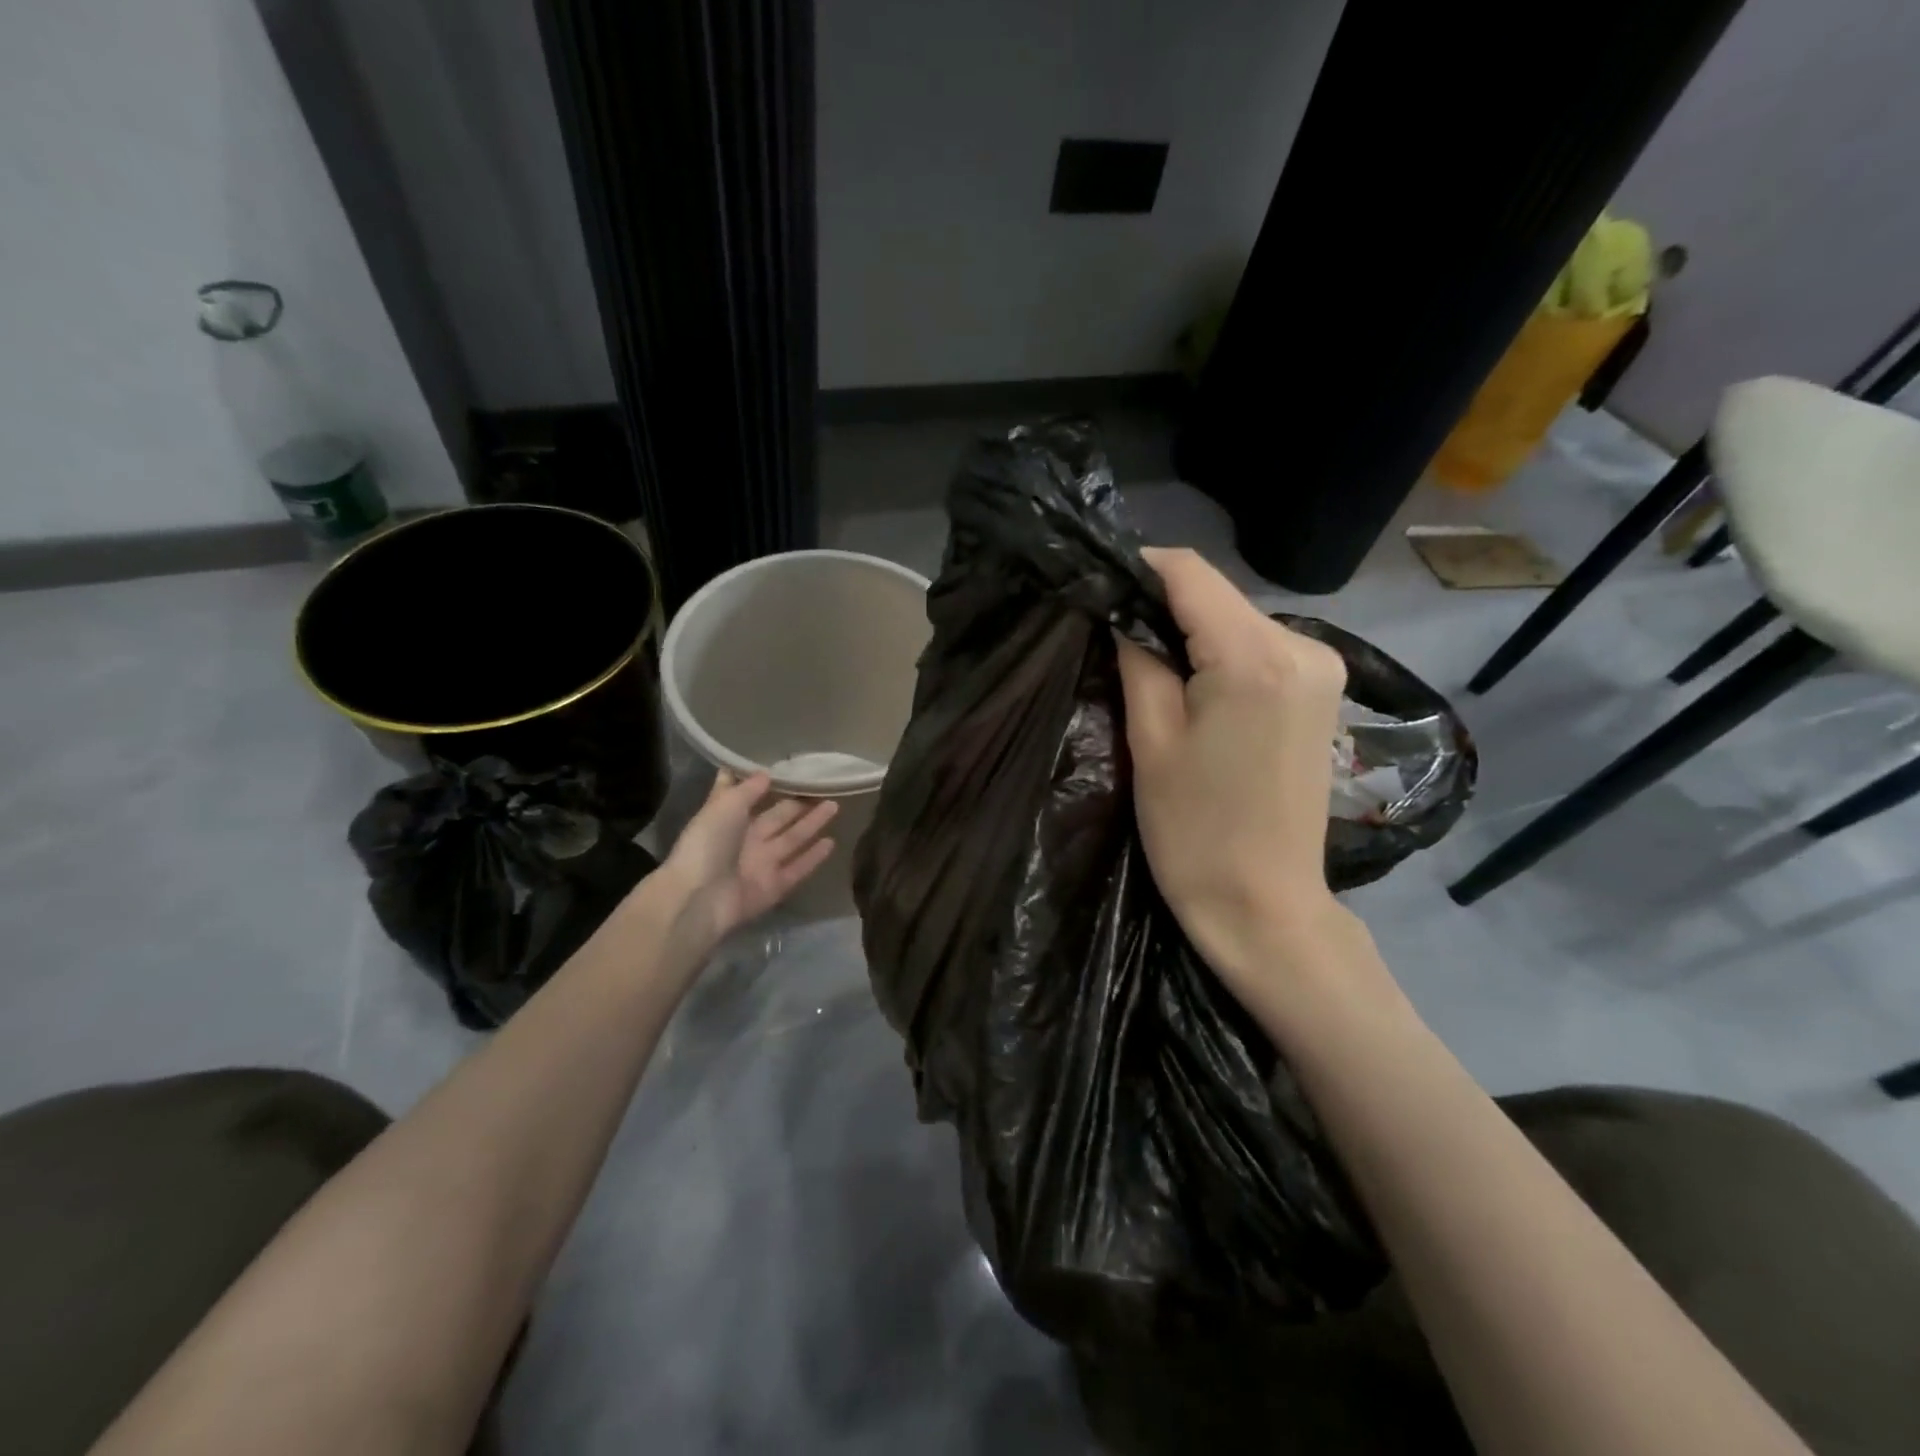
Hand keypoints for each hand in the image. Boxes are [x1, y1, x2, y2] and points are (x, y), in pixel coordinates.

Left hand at [658, 771, 837, 948]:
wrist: (699, 898)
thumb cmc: (707, 844)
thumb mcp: (724, 806)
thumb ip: (747, 789)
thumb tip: (766, 773)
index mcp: (729, 819)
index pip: (750, 797)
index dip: (767, 785)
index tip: (790, 768)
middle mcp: (746, 840)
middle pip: (778, 818)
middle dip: (798, 803)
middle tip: (823, 786)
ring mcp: (761, 865)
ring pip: (792, 839)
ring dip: (812, 824)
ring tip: (835, 806)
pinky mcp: (774, 887)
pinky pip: (798, 868)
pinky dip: (813, 857)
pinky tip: (831, 842)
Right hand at [1116, 547, 1359, 1000]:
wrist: (1265, 906)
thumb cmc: (1195, 832)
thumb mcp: (1151, 740)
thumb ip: (1138, 660)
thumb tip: (1120, 612)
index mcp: (1255, 656)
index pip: (1190, 572)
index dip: (1138, 568)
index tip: (1097, 587)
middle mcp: (1303, 646)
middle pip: (1216, 595)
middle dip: (1162, 606)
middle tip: (1113, 639)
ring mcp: (1322, 668)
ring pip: (1236, 620)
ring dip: (1190, 632)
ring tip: (1148, 670)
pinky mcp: (1323, 692)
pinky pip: (1259, 648)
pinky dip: (1220, 654)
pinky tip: (1195, 690)